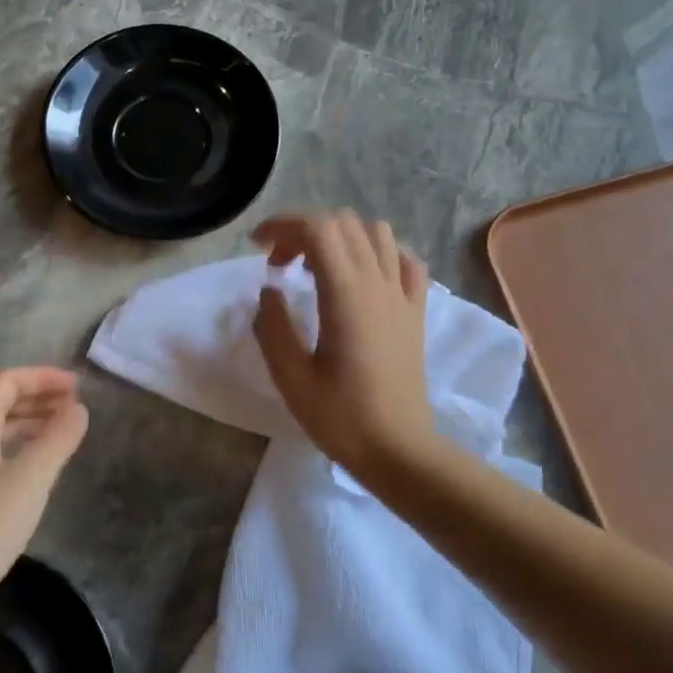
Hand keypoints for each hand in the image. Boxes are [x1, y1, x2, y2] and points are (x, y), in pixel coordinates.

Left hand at [0, 368, 89, 611]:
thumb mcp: (31, 477)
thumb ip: (59, 438)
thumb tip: (79, 408)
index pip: (7, 382)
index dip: (43, 377)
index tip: (78, 386)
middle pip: (2, 402)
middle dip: (40, 396)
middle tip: (77, 404)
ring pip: (0, 429)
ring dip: (33, 421)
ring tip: (67, 428)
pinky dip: (25, 446)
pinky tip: (43, 463)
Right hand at [251, 211, 435, 480]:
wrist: (399, 450)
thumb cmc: (341, 418)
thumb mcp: (291, 378)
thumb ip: (273, 327)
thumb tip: (269, 291)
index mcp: (346, 295)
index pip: (317, 229)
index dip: (282, 225)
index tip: (257, 247)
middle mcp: (378, 283)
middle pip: (343, 223)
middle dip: (303, 230)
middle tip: (280, 266)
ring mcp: (402, 295)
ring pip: (376, 232)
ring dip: (340, 235)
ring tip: (317, 265)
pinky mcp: (415, 310)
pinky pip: (403, 259)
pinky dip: (378, 251)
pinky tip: (361, 275)